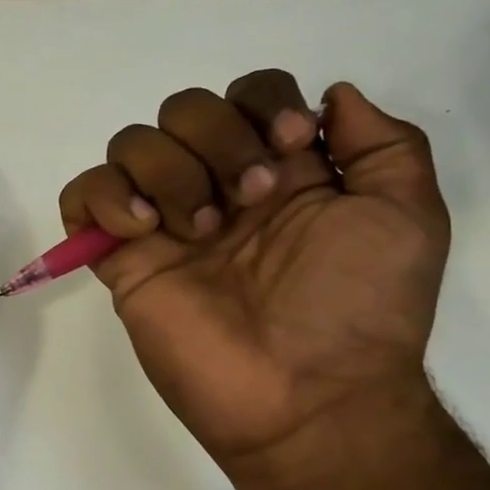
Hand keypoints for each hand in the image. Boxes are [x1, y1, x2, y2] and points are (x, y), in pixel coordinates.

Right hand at [59, 71, 448, 482]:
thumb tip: (333, 96)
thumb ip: (383, 143)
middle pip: (184, 108)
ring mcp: (165, 222)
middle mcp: (218, 185)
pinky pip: (82, 195)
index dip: (263, 102)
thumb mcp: (408, 216)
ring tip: (200, 232)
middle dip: (217, 139)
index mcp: (280, 170)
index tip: (290, 148)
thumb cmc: (358, 309)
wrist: (306, 397)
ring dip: (169, 172)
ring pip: (132, 143)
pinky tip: (145, 232)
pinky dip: (105, 197)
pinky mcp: (123, 259)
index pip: (248, 93)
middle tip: (250, 200)